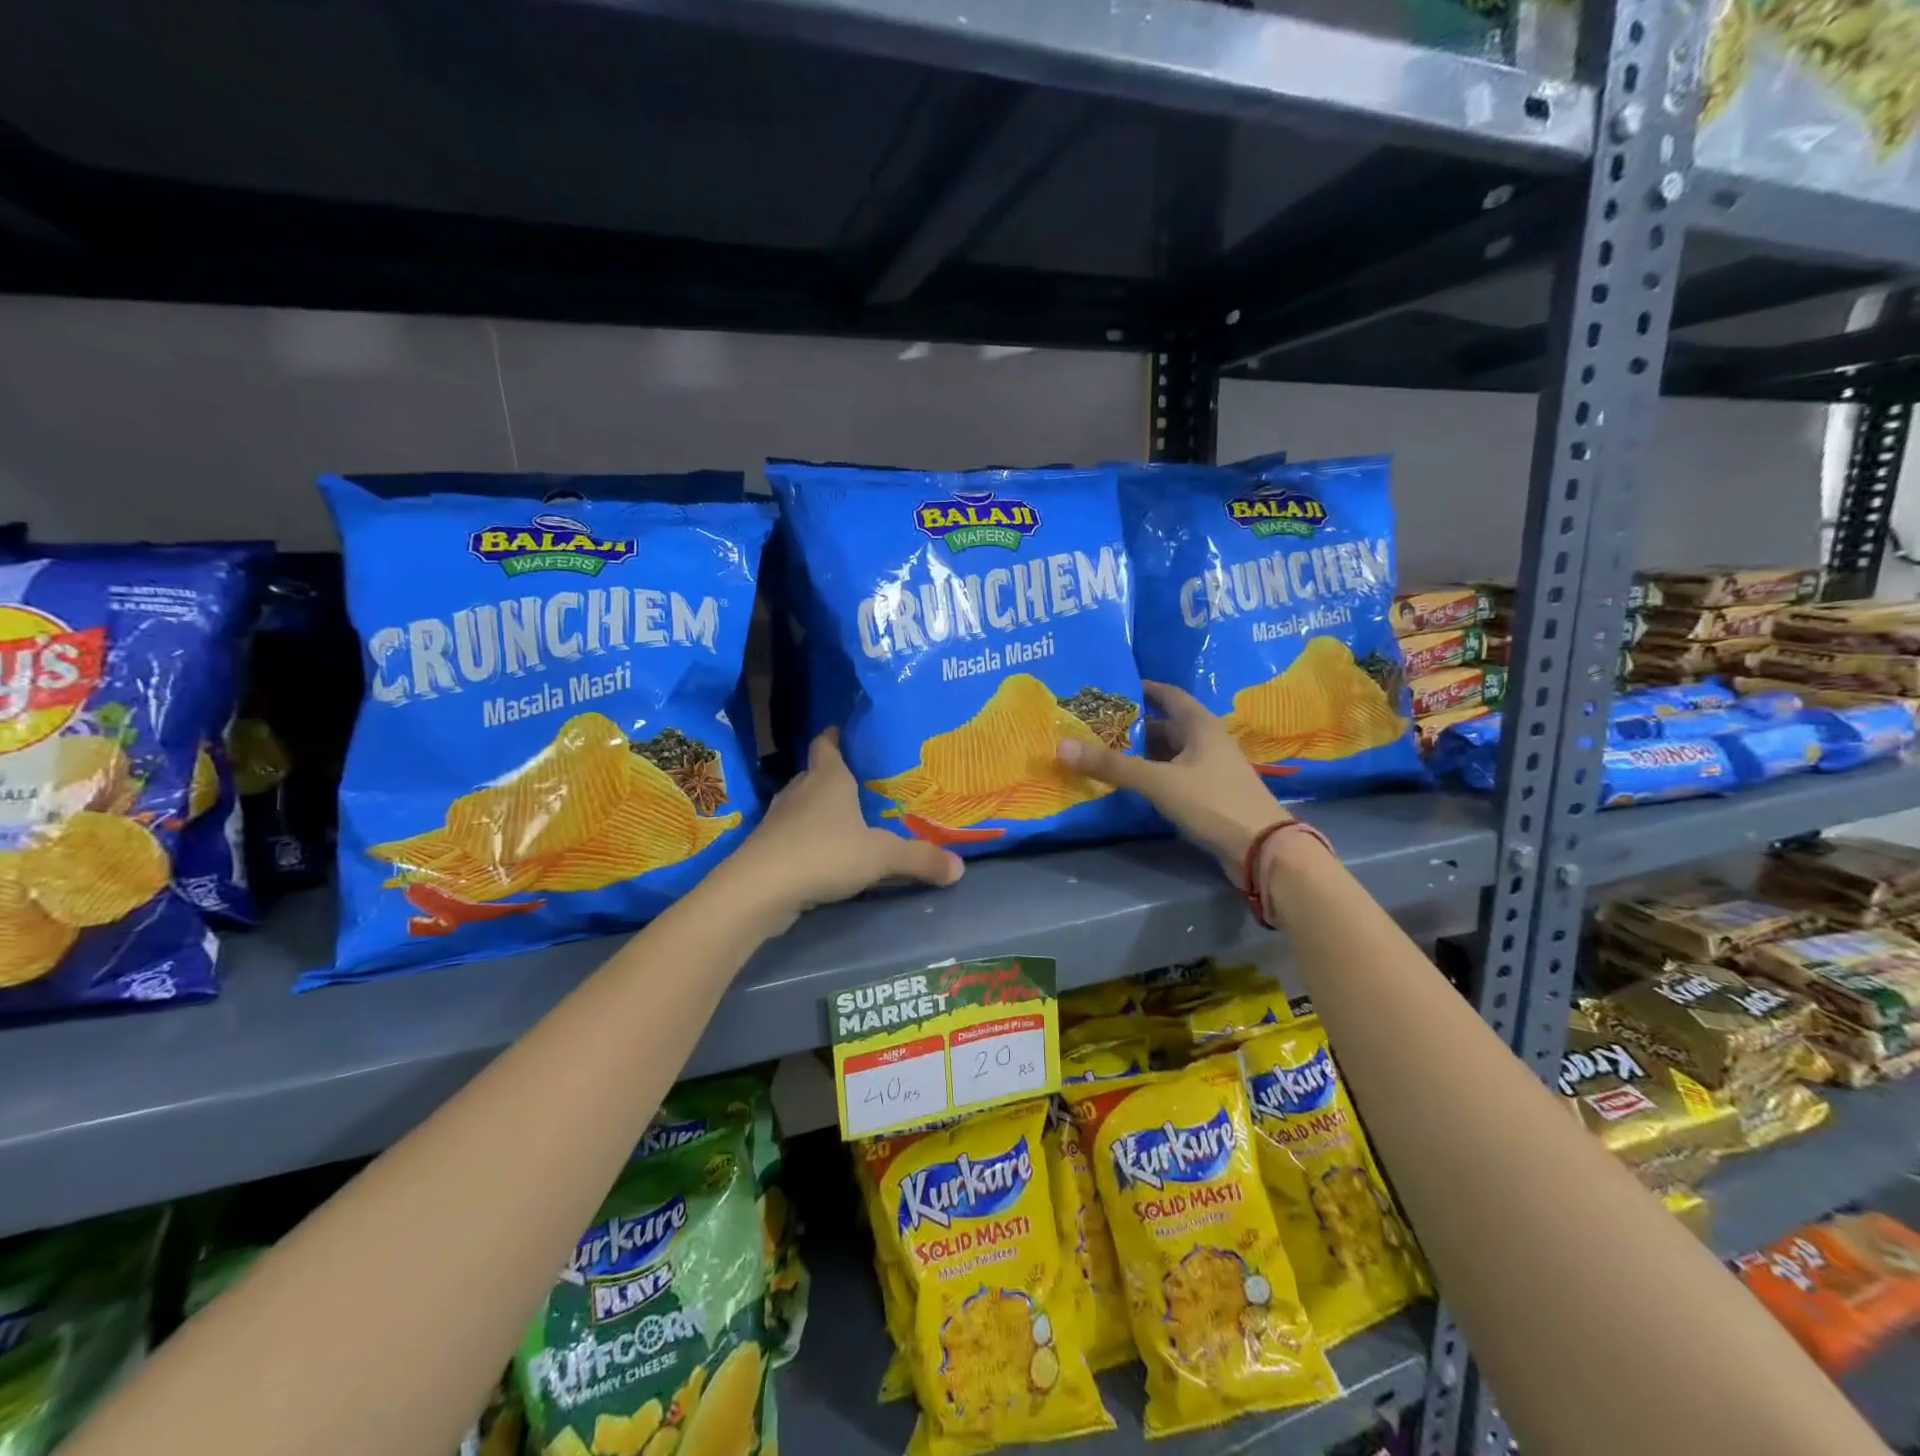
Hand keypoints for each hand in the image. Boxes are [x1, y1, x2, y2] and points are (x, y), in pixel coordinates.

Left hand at [718, 728, 963, 930]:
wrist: (759, 891)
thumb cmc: (824, 854)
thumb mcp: (881, 856)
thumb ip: (920, 859)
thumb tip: (960, 868)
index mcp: (827, 778)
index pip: (827, 744)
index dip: (836, 735)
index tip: (847, 730)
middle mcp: (801, 791)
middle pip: (817, 774)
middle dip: (837, 776)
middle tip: (866, 782)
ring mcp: (780, 820)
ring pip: (805, 805)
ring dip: (822, 809)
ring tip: (850, 818)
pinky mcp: (769, 848)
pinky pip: (795, 834)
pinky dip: (810, 838)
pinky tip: (827, 853)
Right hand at [1058, 681, 1291, 883]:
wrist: (1262, 849)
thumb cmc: (1213, 802)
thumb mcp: (1158, 782)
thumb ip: (1112, 765)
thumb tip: (1062, 746)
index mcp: (1201, 726)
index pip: (1170, 695)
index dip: (1144, 689)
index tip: (1114, 688)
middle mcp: (1208, 742)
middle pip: (1167, 726)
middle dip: (1134, 727)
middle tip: (1097, 727)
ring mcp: (1212, 770)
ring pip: (1170, 754)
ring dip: (1142, 754)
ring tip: (1106, 755)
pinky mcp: (1211, 796)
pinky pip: (1175, 776)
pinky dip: (1153, 776)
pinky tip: (1132, 785)